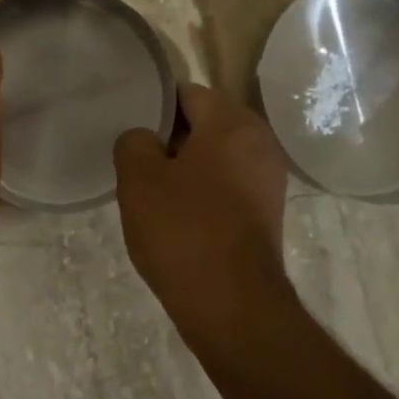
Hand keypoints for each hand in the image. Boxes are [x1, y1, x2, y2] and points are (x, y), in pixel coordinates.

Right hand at [113, 82, 292, 339]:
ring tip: (153, 189)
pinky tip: (179, 213)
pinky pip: (228, 182)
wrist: (232, 305)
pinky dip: (205, 189)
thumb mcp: (138, 179)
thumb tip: (146, 139)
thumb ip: (134, 141)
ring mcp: (268, 178)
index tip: (130, 128)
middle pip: (205, 122)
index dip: (154, 107)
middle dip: (171, 137)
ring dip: (186, 165)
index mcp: (232, 122)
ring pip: (217, 154)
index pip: (186, 93)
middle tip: (137, 159)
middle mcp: (260, 141)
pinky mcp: (267, 210)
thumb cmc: (183, 231)